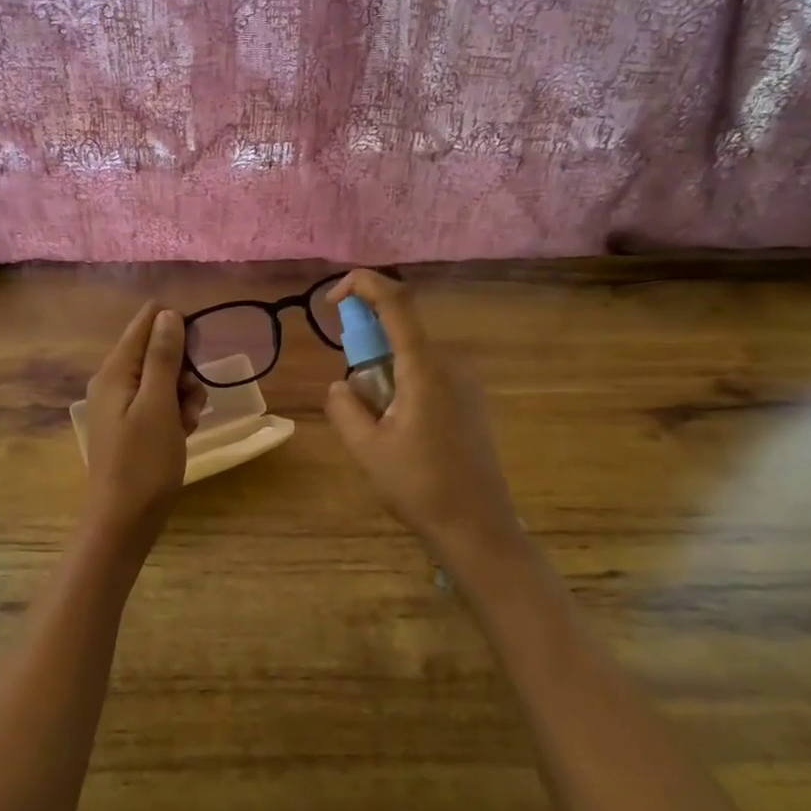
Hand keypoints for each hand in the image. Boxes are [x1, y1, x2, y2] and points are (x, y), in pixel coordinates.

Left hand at [79, 303, 207, 563]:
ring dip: (184, 394)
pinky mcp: (132, 425)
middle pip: (157, 350)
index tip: (195, 358)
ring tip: (189, 422)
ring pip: (163, 378)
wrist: (124, 521)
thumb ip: (163, 357)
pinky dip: (176, 413)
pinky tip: (184, 433)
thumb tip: (167, 313)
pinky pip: (159, 403)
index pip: (146, 321)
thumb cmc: (143, 462)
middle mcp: (114, 381)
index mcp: (115, 370)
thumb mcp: (159, 404)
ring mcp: (121, 405)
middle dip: (183, 369)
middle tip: (191, 399)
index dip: (177, 330)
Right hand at [323, 271, 525, 574]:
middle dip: (367, 347)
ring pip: (413, 357)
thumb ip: (344, 407)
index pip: (396, 302)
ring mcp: (466, 382)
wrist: (477, 526)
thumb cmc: (419, 486)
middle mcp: (450, 364)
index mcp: (424, 368)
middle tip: (354, 396)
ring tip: (378, 426)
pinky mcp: (471, 401)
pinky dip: (404, 385)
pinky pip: (429, 375)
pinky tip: (402, 431)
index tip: (333, 298)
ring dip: (385, 373)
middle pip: (401, 331)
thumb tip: (341, 384)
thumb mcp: (366, 448)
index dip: (363, 284)